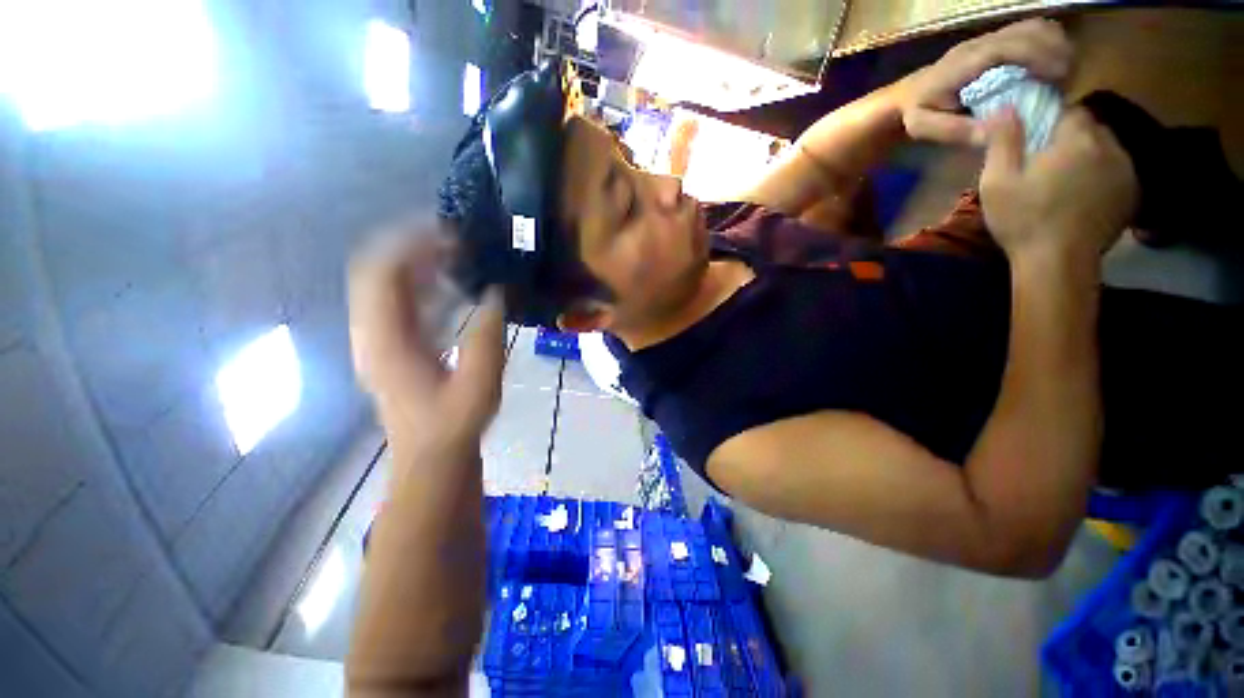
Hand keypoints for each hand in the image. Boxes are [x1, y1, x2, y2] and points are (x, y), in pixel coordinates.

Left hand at [348, 223, 505, 456]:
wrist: (431, 458)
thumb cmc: (453, 425)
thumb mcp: (479, 382)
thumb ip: (488, 335)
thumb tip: (498, 293)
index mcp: (386, 341)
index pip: (380, 273)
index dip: (409, 244)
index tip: (449, 233)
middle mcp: (373, 334)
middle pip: (378, 272)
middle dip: (414, 248)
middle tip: (457, 240)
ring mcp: (381, 340)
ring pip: (389, 286)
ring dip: (420, 265)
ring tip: (459, 255)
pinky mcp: (394, 346)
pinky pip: (402, 304)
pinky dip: (425, 286)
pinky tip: (455, 286)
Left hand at [902, 19, 1073, 145]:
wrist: (909, 93)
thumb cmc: (917, 110)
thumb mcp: (923, 126)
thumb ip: (954, 130)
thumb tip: (995, 134)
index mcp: (962, 63)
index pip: (1007, 47)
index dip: (1038, 56)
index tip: (1060, 76)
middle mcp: (979, 43)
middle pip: (1029, 31)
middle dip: (1056, 52)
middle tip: (1067, 83)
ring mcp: (989, 39)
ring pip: (1035, 28)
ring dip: (1057, 47)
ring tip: (1063, 77)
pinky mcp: (998, 40)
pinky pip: (1033, 32)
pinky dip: (1050, 46)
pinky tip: (1053, 70)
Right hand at [979, 107, 1137, 261]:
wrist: (1059, 263)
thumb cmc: (1024, 219)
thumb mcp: (998, 181)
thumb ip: (1003, 140)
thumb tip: (1005, 106)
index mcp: (1077, 139)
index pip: (1070, 111)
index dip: (1052, 122)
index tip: (1037, 141)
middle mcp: (1109, 146)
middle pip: (1092, 129)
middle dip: (1073, 139)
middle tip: (1050, 164)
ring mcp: (1126, 172)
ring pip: (1107, 150)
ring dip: (1090, 157)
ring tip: (1068, 182)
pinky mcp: (1132, 195)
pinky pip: (1118, 173)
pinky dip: (1103, 178)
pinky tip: (1086, 197)